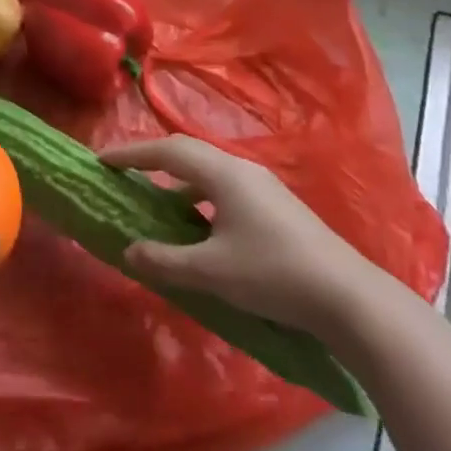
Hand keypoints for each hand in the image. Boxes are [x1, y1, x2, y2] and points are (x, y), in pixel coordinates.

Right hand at [104, 135, 388, 337]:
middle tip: (122, 172)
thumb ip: (164, 260)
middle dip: (151, 159)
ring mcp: (262, 186)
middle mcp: (242, 169)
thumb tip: (129, 250)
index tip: (101, 160)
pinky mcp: (275, 206)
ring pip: (207, 171)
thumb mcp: (210, 271)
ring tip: (154, 200)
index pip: (166, 151)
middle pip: (186, 152)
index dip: (130, 153)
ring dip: (176, 180)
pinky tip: (197, 225)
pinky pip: (223, 187)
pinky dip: (198, 196)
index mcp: (223, 174)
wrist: (349, 298)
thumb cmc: (273, 275)